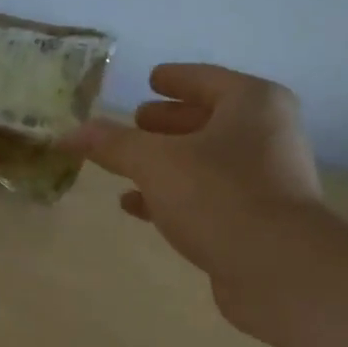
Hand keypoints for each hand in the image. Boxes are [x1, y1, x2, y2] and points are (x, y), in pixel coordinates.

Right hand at [61, 63, 326, 314]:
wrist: (277, 268)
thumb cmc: (218, 196)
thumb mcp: (154, 163)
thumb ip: (113, 144)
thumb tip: (70, 132)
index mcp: (252, 104)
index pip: (205, 79)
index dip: (175, 79)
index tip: (151, 79)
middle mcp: (266, 134)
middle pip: (209, 119)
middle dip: (168, 123)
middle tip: (135, 121)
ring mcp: (265, 178)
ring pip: (206, 160)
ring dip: (167, 162)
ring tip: (128, 166)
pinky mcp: (256, 218)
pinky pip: (207, 195)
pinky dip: (173, 195)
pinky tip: (137, 206)